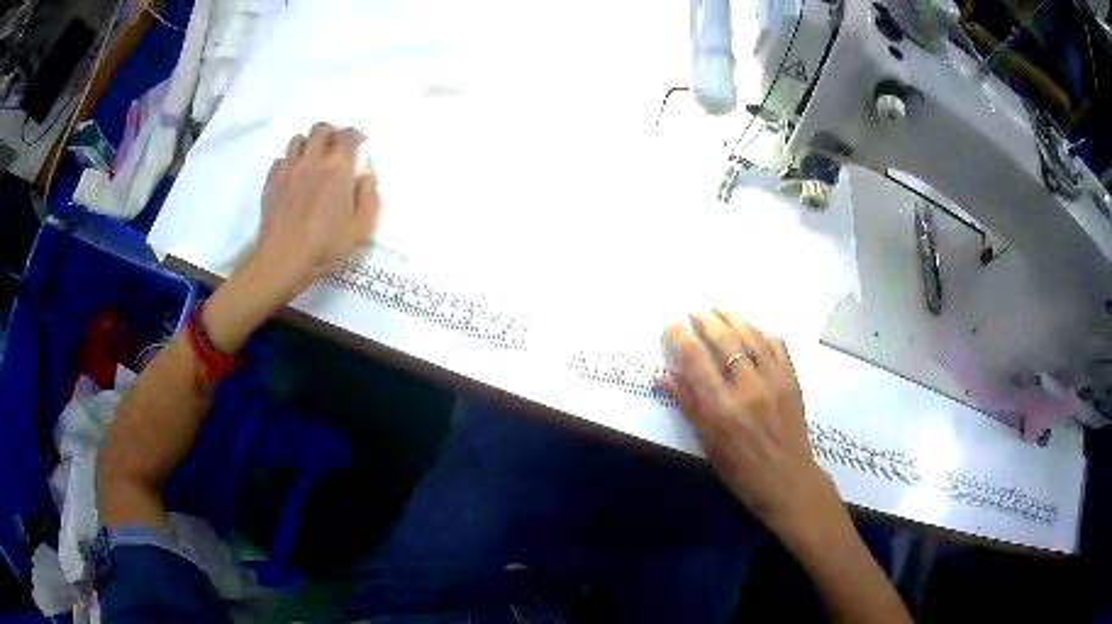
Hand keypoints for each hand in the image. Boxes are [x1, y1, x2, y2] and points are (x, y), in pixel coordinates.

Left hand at [201, 123, 380, 352]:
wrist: (281, 261)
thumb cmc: (324, 247)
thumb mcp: (360, 230)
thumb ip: (369, 198)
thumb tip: (366, 176)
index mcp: (338, 168)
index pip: (348, 135)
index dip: (356, 134)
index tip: (360, 142)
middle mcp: (313, 160)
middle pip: (321, 129)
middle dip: (332, 133)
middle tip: (336, 148)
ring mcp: (288, 168)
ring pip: (299, 139)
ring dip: (309, 144)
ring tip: (313, 159)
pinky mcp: (271, 181)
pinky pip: (281, 159)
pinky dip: (290, 161)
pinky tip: (293, 176)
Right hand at [660, 309, 845, 541]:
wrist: (788, 480)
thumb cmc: (741, 470)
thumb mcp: (708, 443)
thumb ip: (688, 405)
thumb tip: (664, 375)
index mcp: (721, 408)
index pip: (695, 360)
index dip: (681, 337)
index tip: (672, 325)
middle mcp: (747, 387)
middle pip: (724, 340)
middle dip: (706, 320)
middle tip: (694, 312)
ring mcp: (774, 380)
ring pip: (751, 335)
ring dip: (733, 318)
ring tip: (718, 308)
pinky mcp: (792, 379)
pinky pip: (776, 345)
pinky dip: (761, 331)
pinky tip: (752, 329)